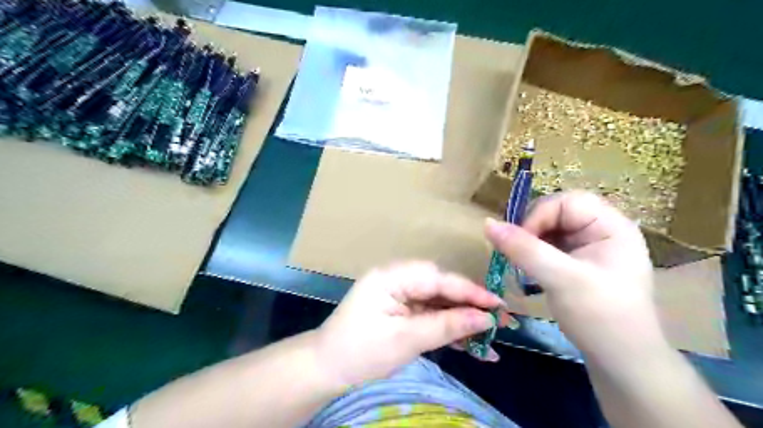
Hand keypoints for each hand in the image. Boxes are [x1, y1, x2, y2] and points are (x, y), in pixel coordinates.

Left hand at [313, 263, 507, 385]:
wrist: (327, 369)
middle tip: (501, 320)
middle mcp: (397, 280)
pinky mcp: (401, 312)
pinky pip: (429, 316)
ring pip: (438, 304)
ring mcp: (400, 296)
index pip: (438, 279)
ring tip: (492, 336)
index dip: (469, 291)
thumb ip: (446, 326)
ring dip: (462, 320)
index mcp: (392, 277)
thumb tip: (485, 319)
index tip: (498, 304)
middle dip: (470, 305)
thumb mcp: (405, 340)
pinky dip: (448, 329)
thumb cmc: (360, 352)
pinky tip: (471, 344)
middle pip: (441, 289)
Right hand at [486, 193, 665, 362]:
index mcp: (611, 226)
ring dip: (530, 244)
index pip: (567, 202)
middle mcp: (602, 231)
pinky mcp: (578, 263)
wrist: (621, 363)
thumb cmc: (600, 317)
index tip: (520, 243)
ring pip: (549, 229)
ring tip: (523, 267)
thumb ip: (524, 249)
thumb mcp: (561, 280)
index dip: (539, 216)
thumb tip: (487, 223)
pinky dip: (534, 255)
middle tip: (518, 256)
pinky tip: (530, 272)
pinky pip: (549, 246)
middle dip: (533, 231)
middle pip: (557, 212)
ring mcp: (590, 247)